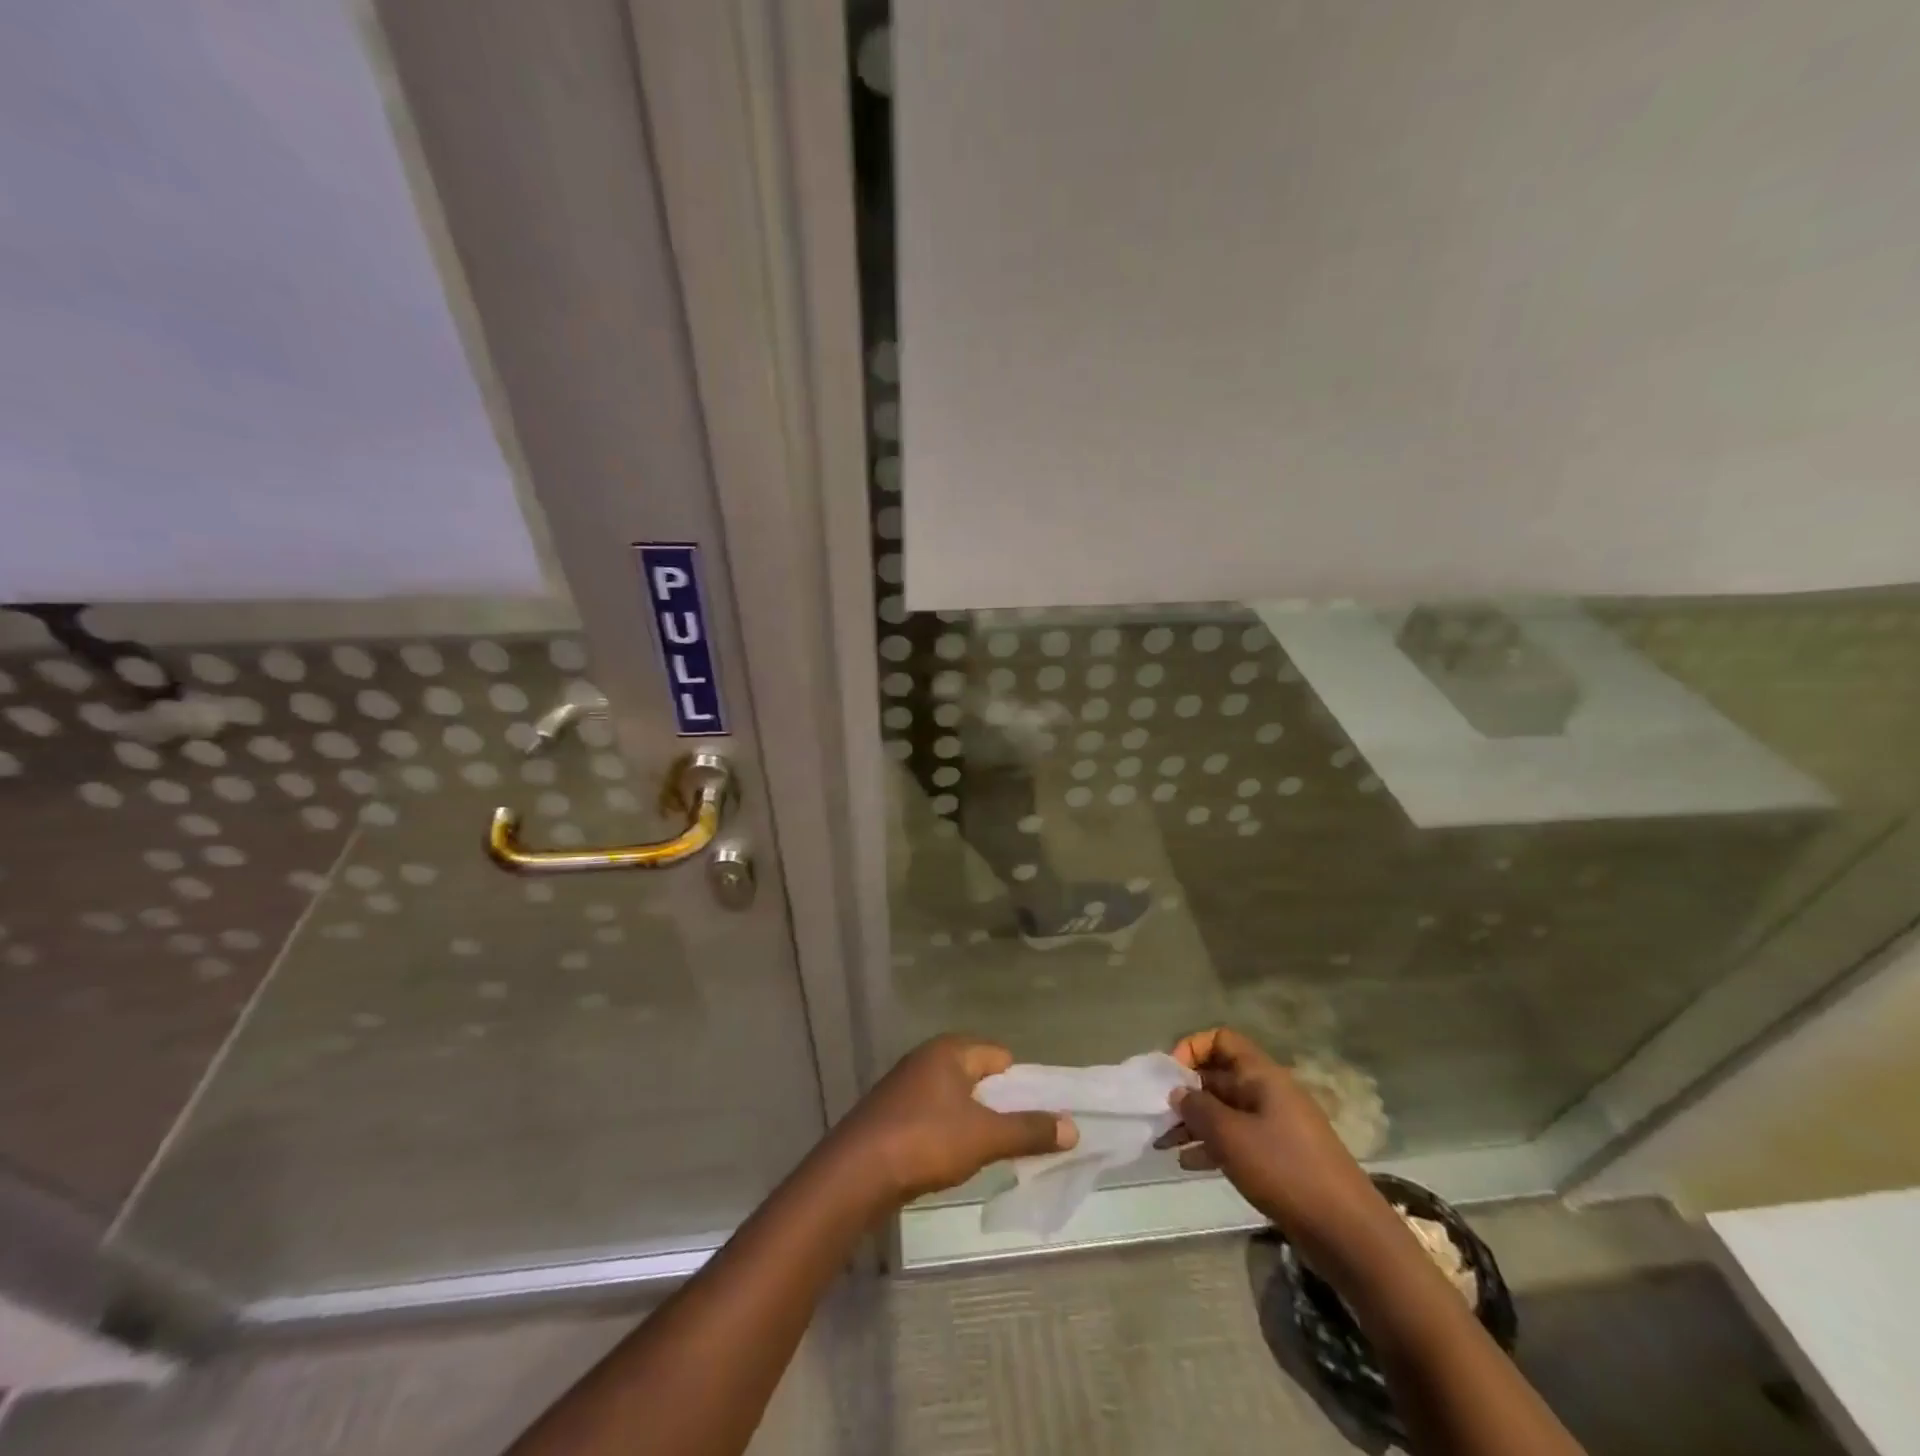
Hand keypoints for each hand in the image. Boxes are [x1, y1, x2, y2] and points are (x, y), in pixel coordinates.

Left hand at [832, 1035, 1077, 1206]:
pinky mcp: (893, 1114)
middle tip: (1021, 1138)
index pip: (1000, 1057)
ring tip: (992, 1153)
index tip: (1040, 1116)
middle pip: (979, 1077)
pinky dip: (950, 1134)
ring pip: (956, 1099)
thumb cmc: (925, 1141)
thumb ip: (1028, 1130)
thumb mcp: (984, 1136)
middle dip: (1000, 1106)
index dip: (1023, 1086)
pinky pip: (935, 1116)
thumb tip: (1073, 1127)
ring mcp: (907, 1086)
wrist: (856, 1173)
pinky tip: (955, 1160)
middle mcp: (928, 1059)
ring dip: (975, 1122)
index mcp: (950, 1051)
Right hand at [1156, 1027, 1394, 1265]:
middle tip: (1158, 1117)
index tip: (1170, 1077)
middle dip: (1186, 1093)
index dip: (1192, 1048)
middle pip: (1219, 1076)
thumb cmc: (1285, 1171)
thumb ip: (1197, 1108)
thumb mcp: (1231, 1136)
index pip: (1221, 1040)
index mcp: (1262, 1076)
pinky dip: (1212, 1146)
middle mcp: (1269, 1093)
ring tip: (1165, 1145)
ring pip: (1225, 1111)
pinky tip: (1189, 1165)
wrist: (1348, 1233)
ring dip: (1194, 1123)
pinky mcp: (1280, 1158)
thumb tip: (1178, 1092)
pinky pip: (1237, 1139)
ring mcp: (1276, 1126)